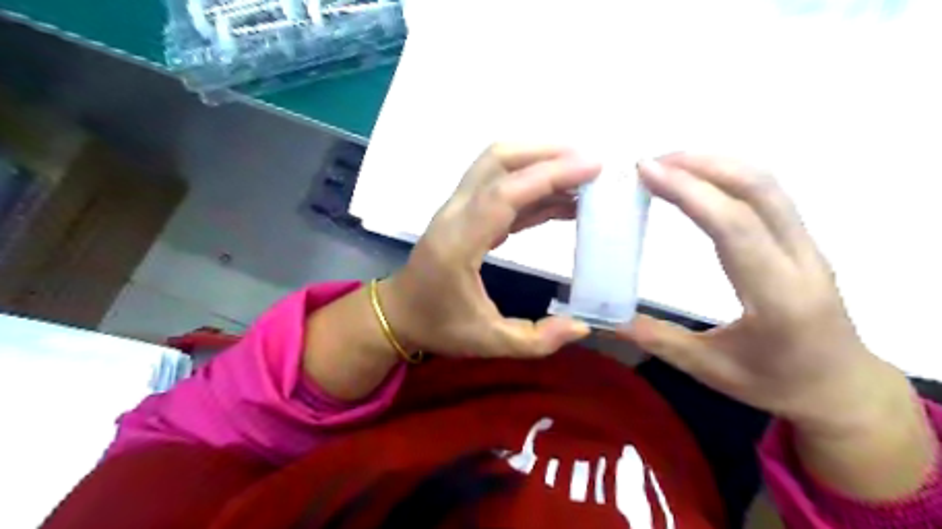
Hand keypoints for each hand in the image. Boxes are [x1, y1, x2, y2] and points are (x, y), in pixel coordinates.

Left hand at [382, 144, 602, 359]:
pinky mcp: (466, 213)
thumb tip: (582, 326)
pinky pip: (502, 188)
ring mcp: (458, 209)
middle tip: (590, 164)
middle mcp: (455, 215)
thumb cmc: (438, 326)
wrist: (400, 313)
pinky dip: (534, 188)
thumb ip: (536, 340)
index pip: (503, 194)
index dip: (548, 175)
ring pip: (498, 165)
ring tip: (585, 179)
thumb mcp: (488, 343)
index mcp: (458, 243)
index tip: (591, 168)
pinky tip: (563, 203)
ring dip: (541, 163)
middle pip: (496, 160)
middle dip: (546, 153)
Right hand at [620, 152, 896, 430]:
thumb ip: (658, 339)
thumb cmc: (776, 384)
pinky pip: (768, 195)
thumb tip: (608, 318)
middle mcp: (801, 261)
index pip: (734, 227)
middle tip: (651, 162)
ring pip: (768, 185)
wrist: (841, 387)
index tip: (647, 172)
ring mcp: (807, 246)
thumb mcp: (710, 369)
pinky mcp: (802, 241)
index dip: (689, 191)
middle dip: (702, 165)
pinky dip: (730, 175)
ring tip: (669, 164)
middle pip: (759, 190)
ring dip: (716, 164)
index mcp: (778, 297)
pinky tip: (700, 179)